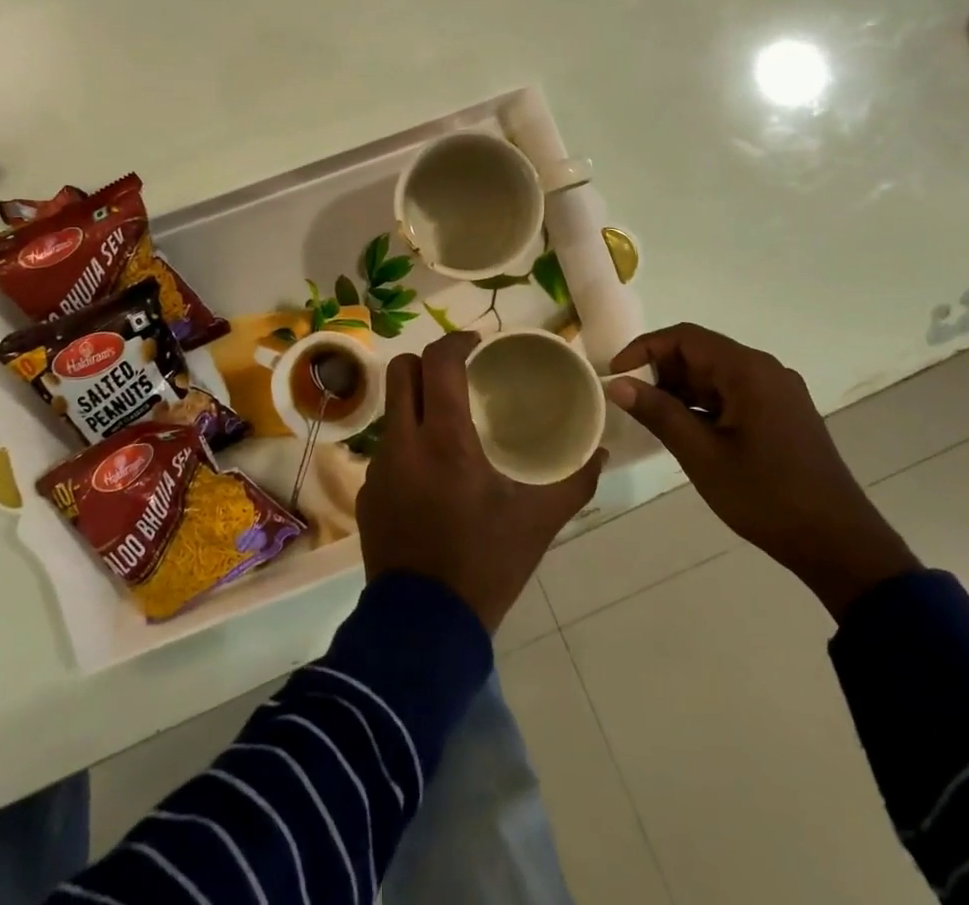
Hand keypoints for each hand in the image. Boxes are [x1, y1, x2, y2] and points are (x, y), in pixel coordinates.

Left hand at [359, 331, 603, 632]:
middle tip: (458, 374)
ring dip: (416, 402)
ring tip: (447, 422)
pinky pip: (386, 449)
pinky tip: (431, 472)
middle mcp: (403, 442)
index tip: (477, 345)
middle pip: (402, 371)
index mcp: (444, 439)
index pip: (438, 362)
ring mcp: (379, 468)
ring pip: (391, 409)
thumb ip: (574, 482)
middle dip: (428, 362)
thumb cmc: (486, 564)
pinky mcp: (367, 493)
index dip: (456, 341)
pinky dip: (408, 442)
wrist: (424, 627)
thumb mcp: (538, 522)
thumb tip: (600, 451)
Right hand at [607, 324, 917, 620]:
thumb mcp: (702, 455)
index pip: (684, 337)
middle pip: (701, 353)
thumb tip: (618, 383)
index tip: (616, 375)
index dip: (644, 349)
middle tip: (633, 403)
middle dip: (662, 372)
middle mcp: (766, 370)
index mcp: (748, 371)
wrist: (840, 545)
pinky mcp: (783, 414)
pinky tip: (689, 432)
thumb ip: (658, 413)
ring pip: (716, 375)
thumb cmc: (766, 497)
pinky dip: (705, 404)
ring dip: (682, 390)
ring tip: (655, 420)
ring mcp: (778, 392)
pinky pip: (734, 393)